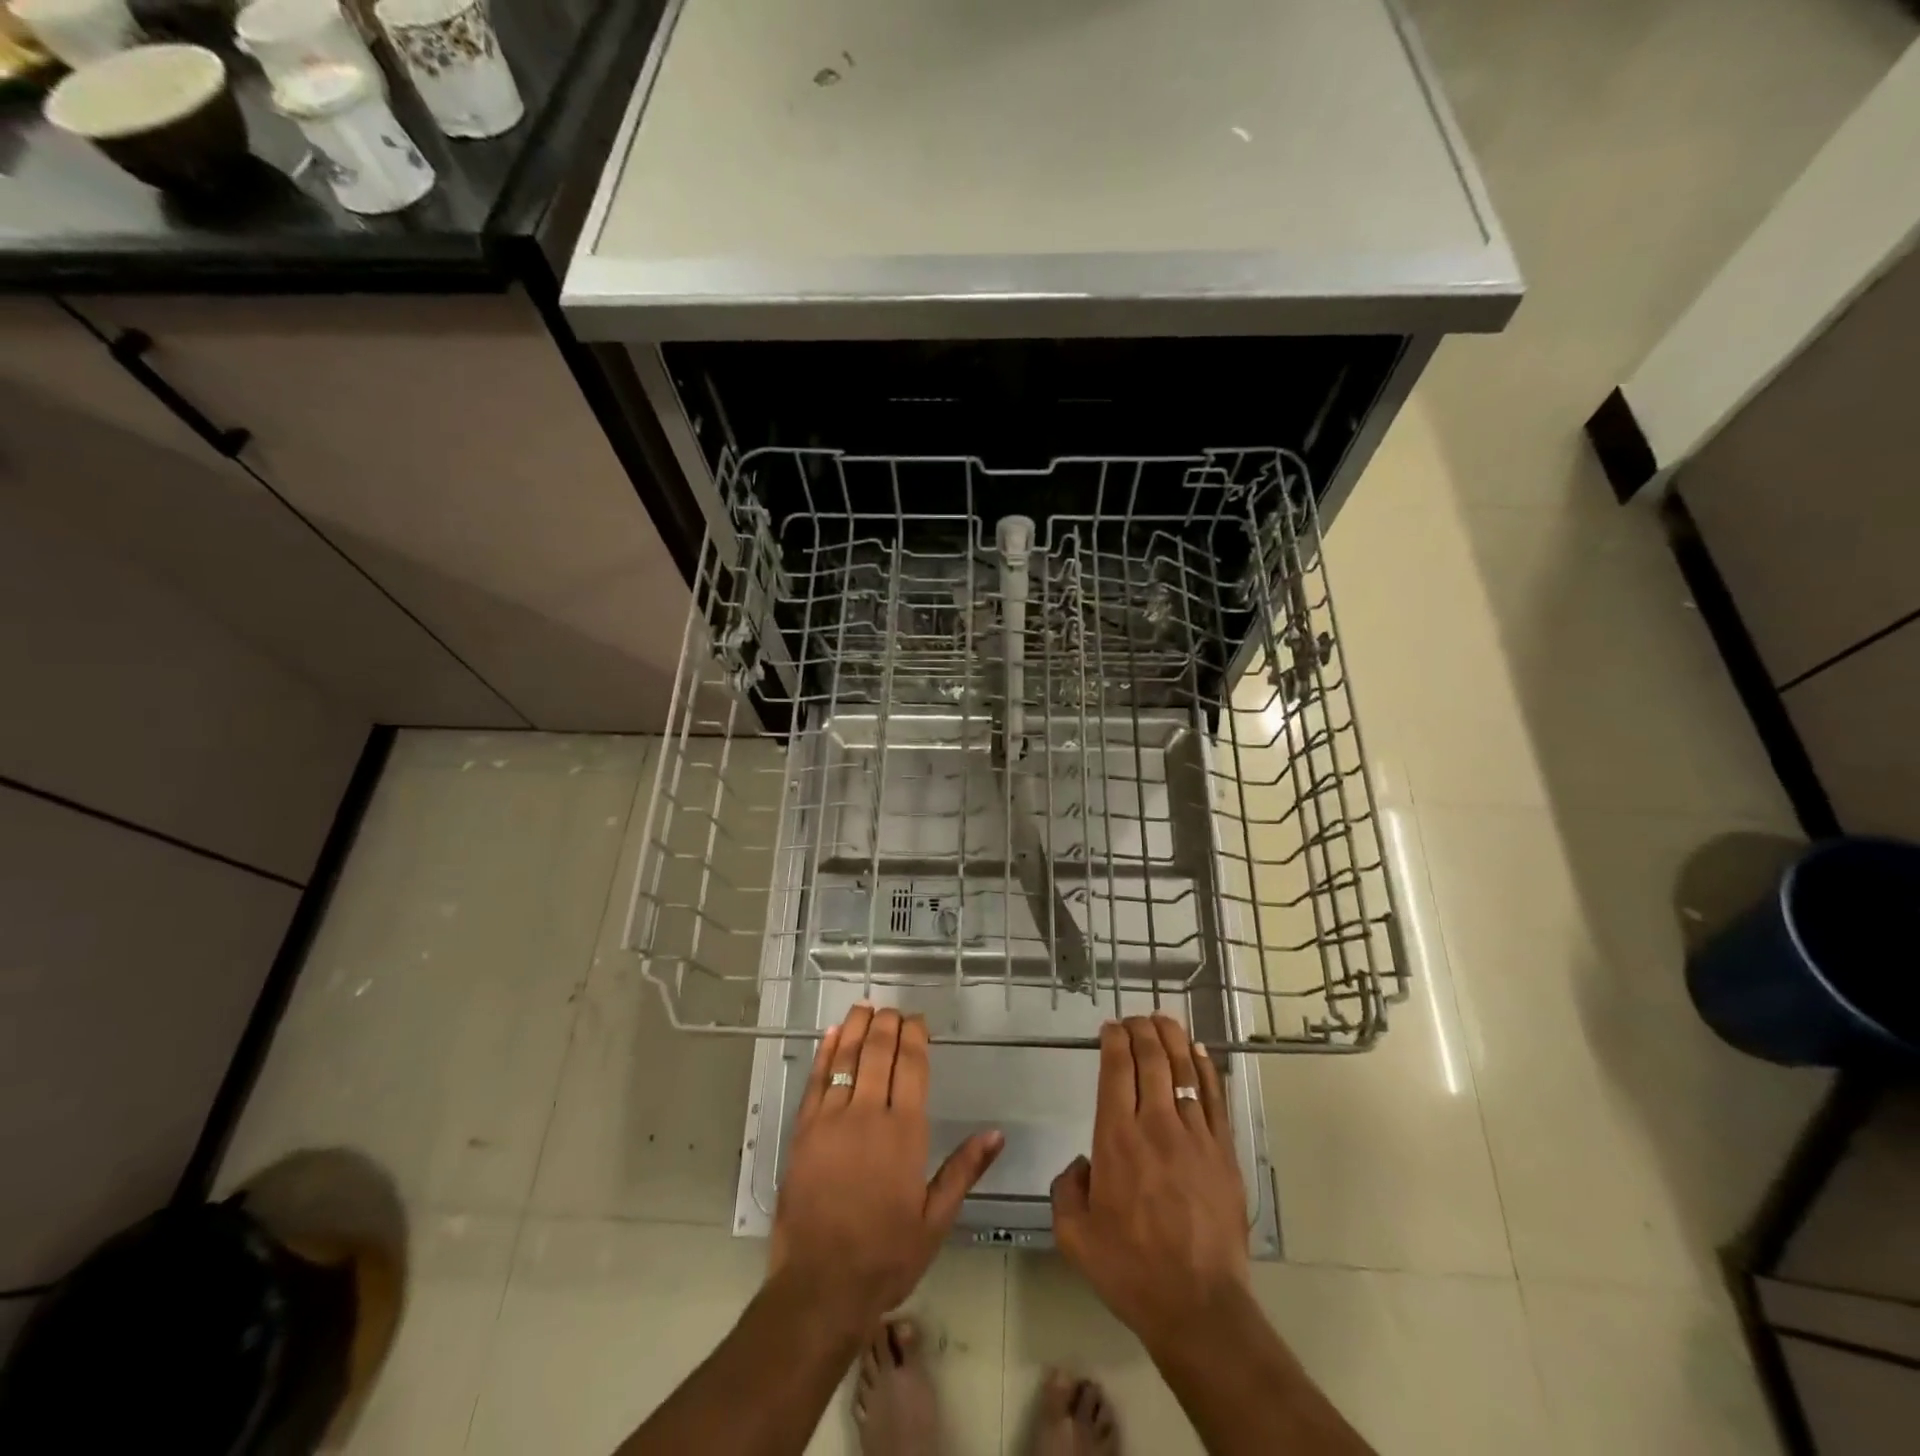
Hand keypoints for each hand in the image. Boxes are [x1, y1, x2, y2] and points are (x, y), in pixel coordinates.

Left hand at [769, 1005, 1003, 1333]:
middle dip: (887, 1024)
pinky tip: (831, 1035)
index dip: (915, 1036)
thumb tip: (996, 1133)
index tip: (918, 1021)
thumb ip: (964, 1170)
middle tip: (893, 1010)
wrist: (820, 1286)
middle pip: (878, 1052)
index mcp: (904, 1132)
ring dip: (856, 1027)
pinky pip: (815, 1080)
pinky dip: (824, 1052)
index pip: (911, 1065)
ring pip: (845, 1057)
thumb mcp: (935, 1220)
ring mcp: (831, 1120)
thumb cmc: (886, 1256)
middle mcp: (867, 1114)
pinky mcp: (803, 1131)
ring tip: (865, 1007)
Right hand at [1051, 1015, 1250, 1353]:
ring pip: (1183, 1070)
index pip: (1116, 1069)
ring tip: (1163, 1019)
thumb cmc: (1130, 1270)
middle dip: (1141, 1030)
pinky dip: (1205, 1068)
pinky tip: (1198, 1052)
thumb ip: (1066, 1190)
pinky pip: (1214, 1097)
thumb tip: (1082, 1166)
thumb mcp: (1074, 1236)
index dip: (1113, 1040)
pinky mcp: (1223, 1152)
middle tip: (1134, 1018)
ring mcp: (1194, 1136)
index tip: (1110, 1028)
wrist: (1198, 1306)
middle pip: (1150, 1059)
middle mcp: (1155, 1125)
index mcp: (1116, 1139)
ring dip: (1172, 1038)